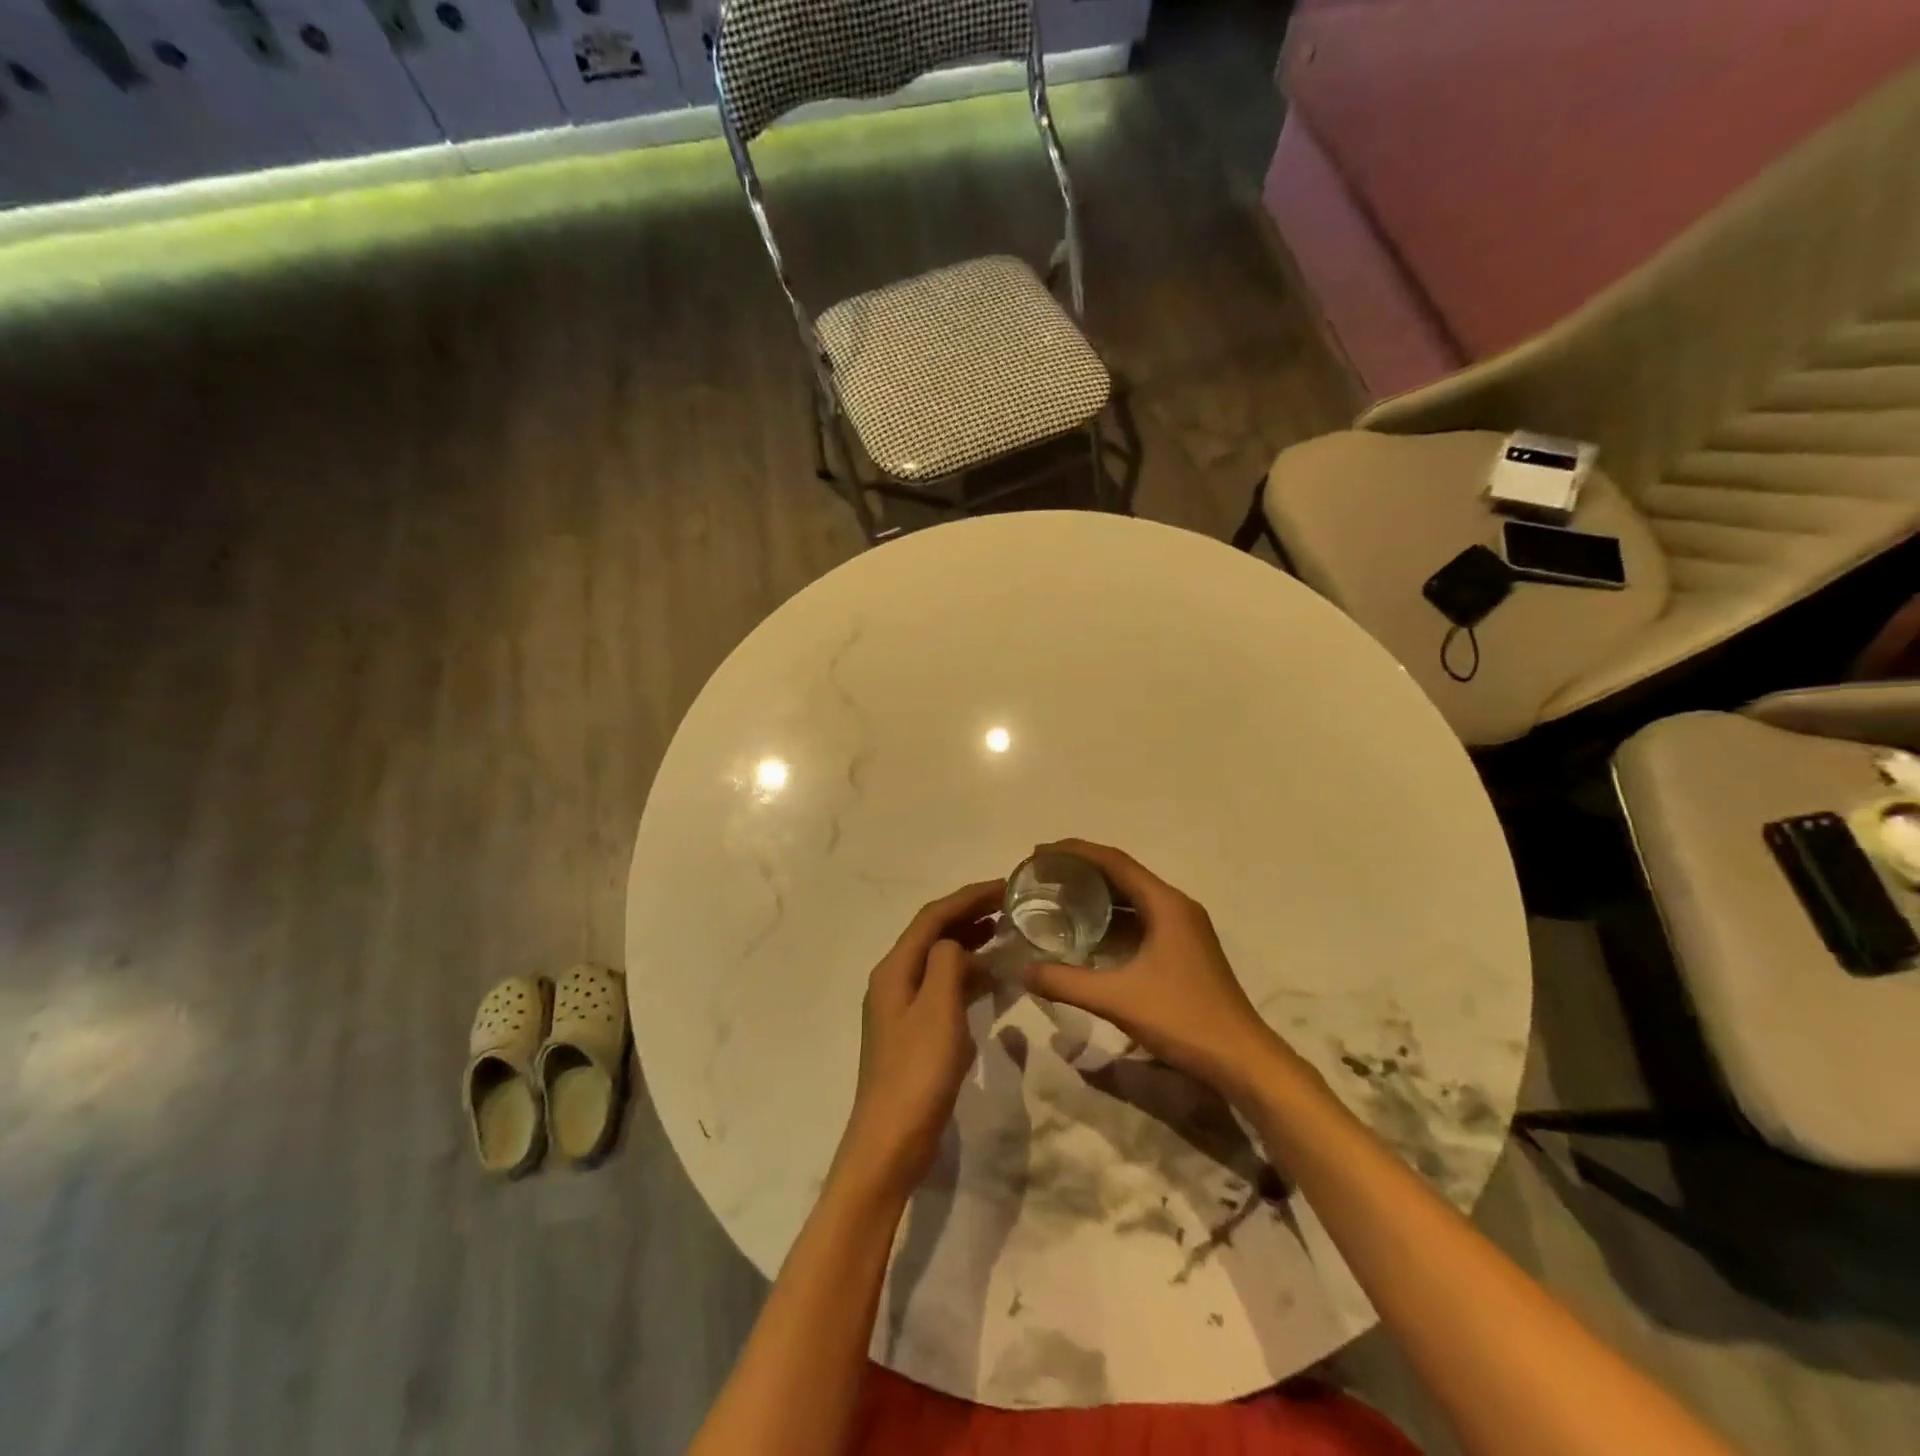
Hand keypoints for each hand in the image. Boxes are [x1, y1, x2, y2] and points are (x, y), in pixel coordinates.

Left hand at [837, 879, 1003, 1195]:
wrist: (891, 1141)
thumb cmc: (917, 1072)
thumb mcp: (939, 1010)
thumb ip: (948, 964)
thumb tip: (956, 944)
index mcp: (895, 969)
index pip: (933, 917)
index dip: (968, 897)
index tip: (1005, 885)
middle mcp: (894, 980)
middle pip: (933, 933)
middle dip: (969, 914)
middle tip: (1010, 905)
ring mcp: (902, 1007)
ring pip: (939, 960)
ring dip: (970, 941)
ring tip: (1005, 932)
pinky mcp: (914, 1031)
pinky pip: (943, 986)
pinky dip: (967, 974)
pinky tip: (991, 978)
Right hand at [1024, 840, 1298, 1099]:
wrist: (1241, 1059)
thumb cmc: (1182, 1019)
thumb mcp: (1117, 999)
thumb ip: (1065, 982)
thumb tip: (1022, 970)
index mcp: (1165, 904)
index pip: (1114, 861)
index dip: (1074, 851)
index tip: (1039, 853)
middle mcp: (1175, 906)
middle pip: (1122, 874)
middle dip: (1081, 870)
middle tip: (1041, 875)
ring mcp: (1182, 928)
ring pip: (1132, 898)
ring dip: (1096, 894)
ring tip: (1057, 898)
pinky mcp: (1183, 949)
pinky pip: (1140, 920)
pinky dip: (1111, 920)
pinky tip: (1085, 934)